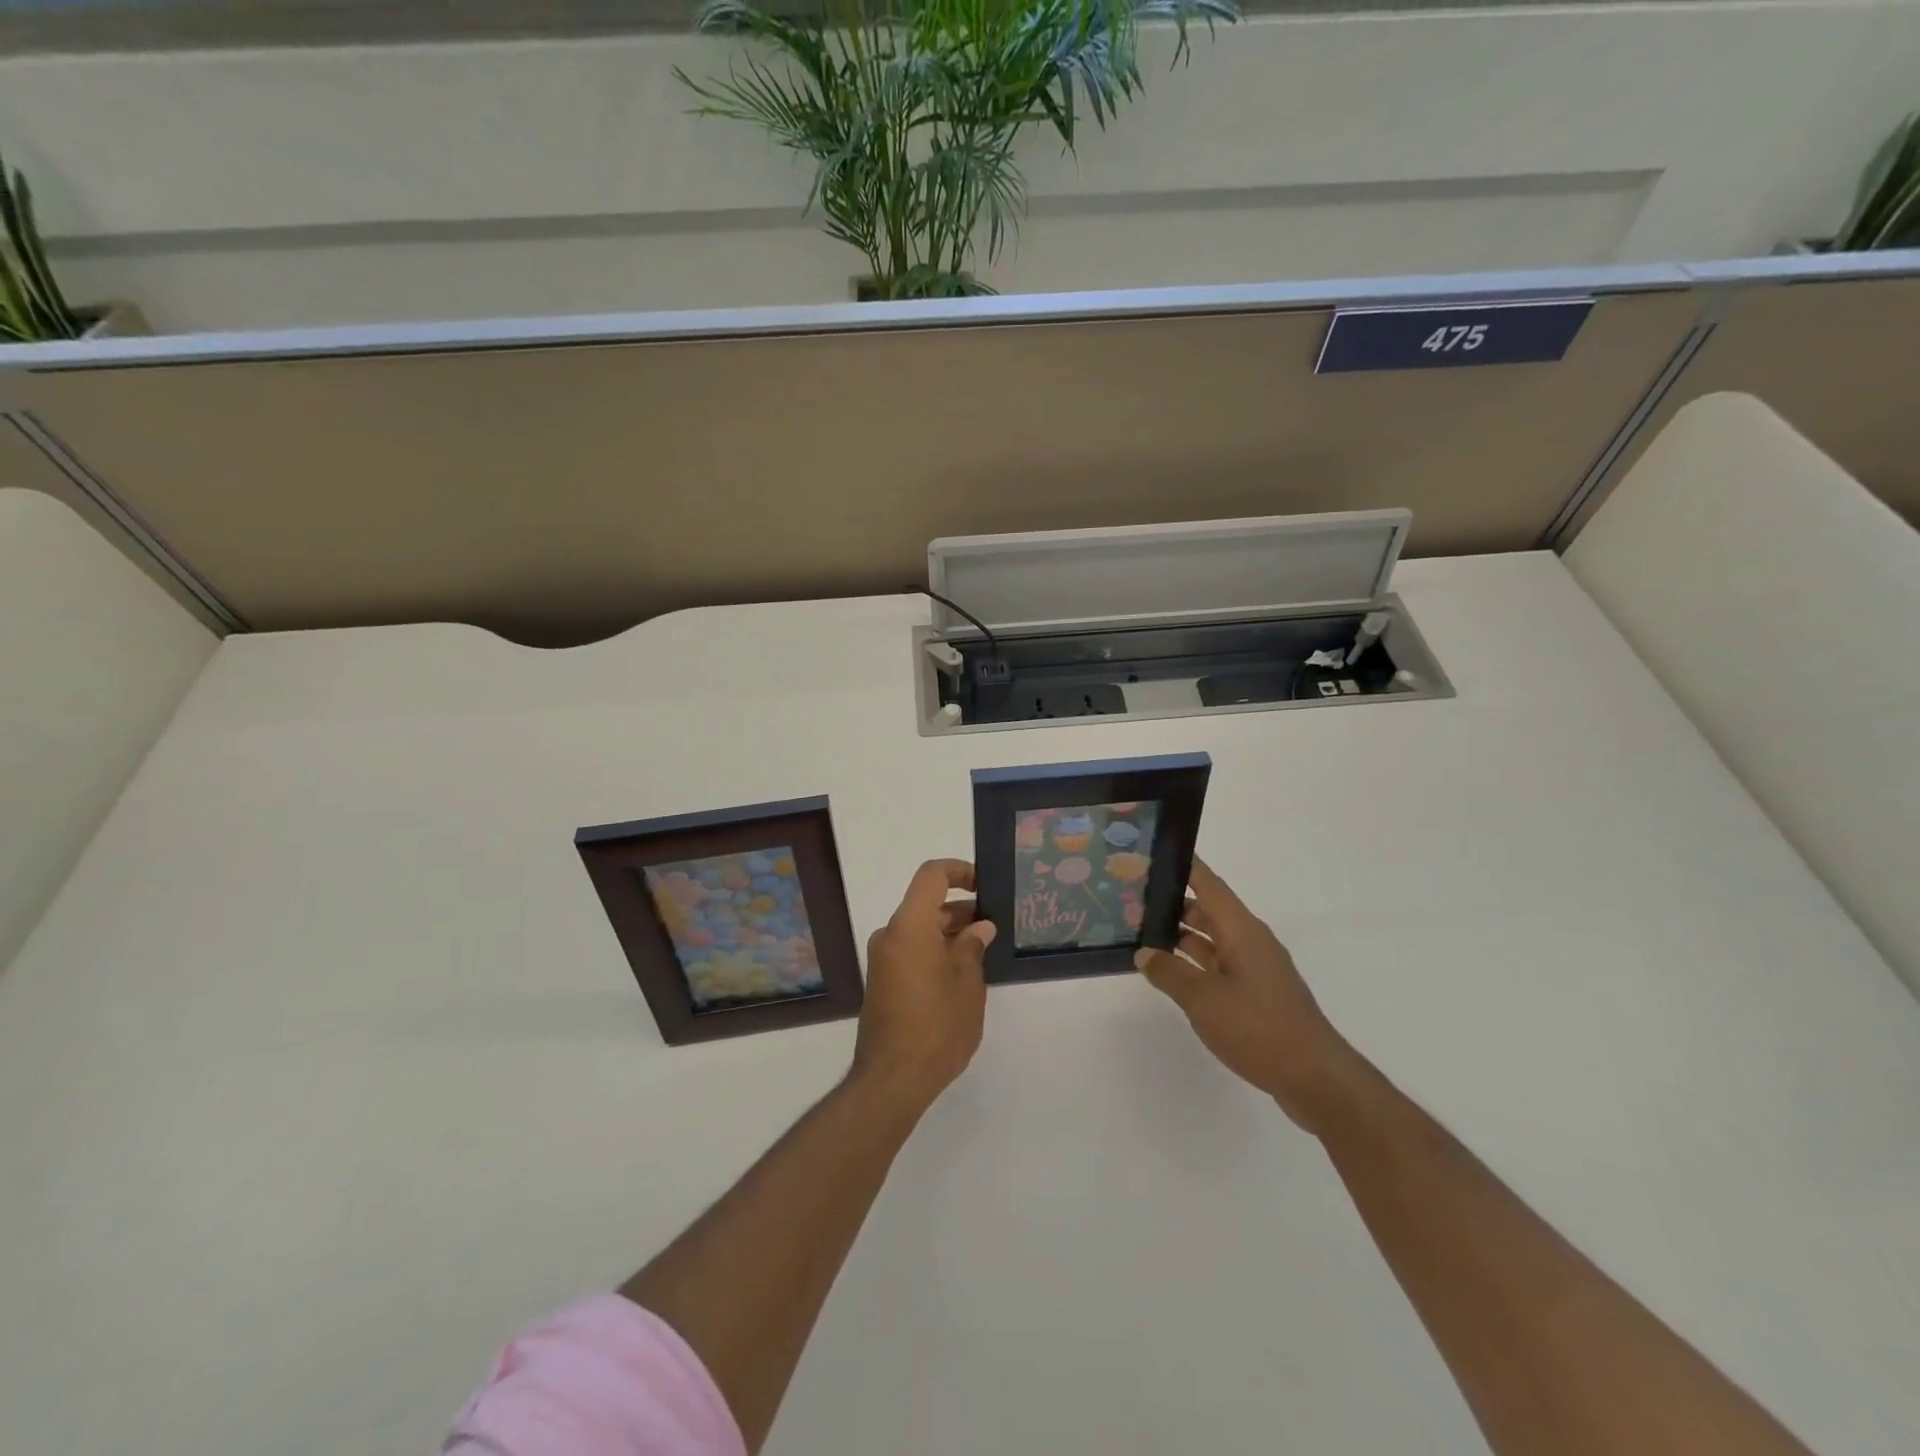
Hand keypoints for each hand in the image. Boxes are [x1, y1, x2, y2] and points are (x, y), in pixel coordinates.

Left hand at [851, 859, 995, 1113]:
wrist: (891, 1080)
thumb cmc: (936, 1027)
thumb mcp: (967, 985)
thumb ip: (972, 948)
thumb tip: (979, 927)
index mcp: (910, 926)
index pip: (932, 876)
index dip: (960, 871)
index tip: (985, 886)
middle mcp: (890, 935)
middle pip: (926, 904)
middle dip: (961, 909)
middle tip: (994, 925)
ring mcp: (883, 959)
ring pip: (919, 929)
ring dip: (949, 932)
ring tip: (983, 950)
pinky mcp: (882, 981)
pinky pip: (910, 950)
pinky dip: (934, 950)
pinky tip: (961, 973)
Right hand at [1135, 859, 1366, 1131]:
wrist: (1314, 1078)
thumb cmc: (1258, 1028)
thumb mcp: (1203, 1000)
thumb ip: (1170, 973)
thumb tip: (1144, 953)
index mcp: (1242, 931)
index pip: (1209, 885)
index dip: (1186, 866)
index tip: (1156, 852)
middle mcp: (1250, 942)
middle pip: (1208, 910)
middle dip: (1173, 902)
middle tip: (1134, 898)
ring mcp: (1255, 970)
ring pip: (1212, 940)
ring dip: (1181, 935)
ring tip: (1142, 932)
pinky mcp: (1256, 995)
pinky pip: (1218, 965)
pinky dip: (1193, 963)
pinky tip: (1170, 972)